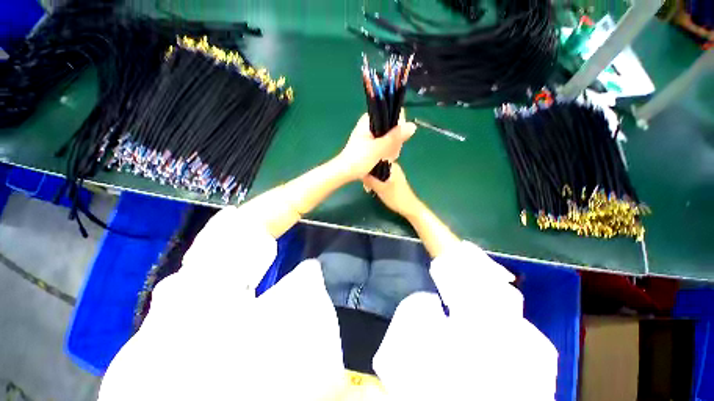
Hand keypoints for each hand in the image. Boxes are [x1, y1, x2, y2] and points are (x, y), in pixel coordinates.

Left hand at [335, 113, 415, 181]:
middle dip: (394, 142)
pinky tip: (386, 160)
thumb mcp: (379, 148)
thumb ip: (395, 137)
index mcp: (369, 120)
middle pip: (393, 127)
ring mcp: (371, 135)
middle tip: (389, 154)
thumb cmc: (359, 159)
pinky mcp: (372, 144)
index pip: (391, 113)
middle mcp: (371, 125)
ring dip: (391, 149)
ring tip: (386, 159)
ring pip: (390, 138)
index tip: (397, 140)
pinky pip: (385, 145)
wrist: (345, 172)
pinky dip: (387, 152)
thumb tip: (413, 125)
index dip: (398, 126)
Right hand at [363, 163, 422, 218]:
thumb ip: (369, 180)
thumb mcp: (380, 189)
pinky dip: (375, 181)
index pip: (375, 160)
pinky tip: (372, 188)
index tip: (359, 173)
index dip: (366, 165)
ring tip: (367, 187)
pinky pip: (380, 177)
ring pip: (377, 172)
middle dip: (368, 173)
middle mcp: (392, 167)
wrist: (409, 208)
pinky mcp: (392, 180)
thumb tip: (359, 173)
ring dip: (371, 178)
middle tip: (364, 183)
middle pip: (375, 166)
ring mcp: (392, 173)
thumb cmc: (396, 198)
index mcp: (391, 165)